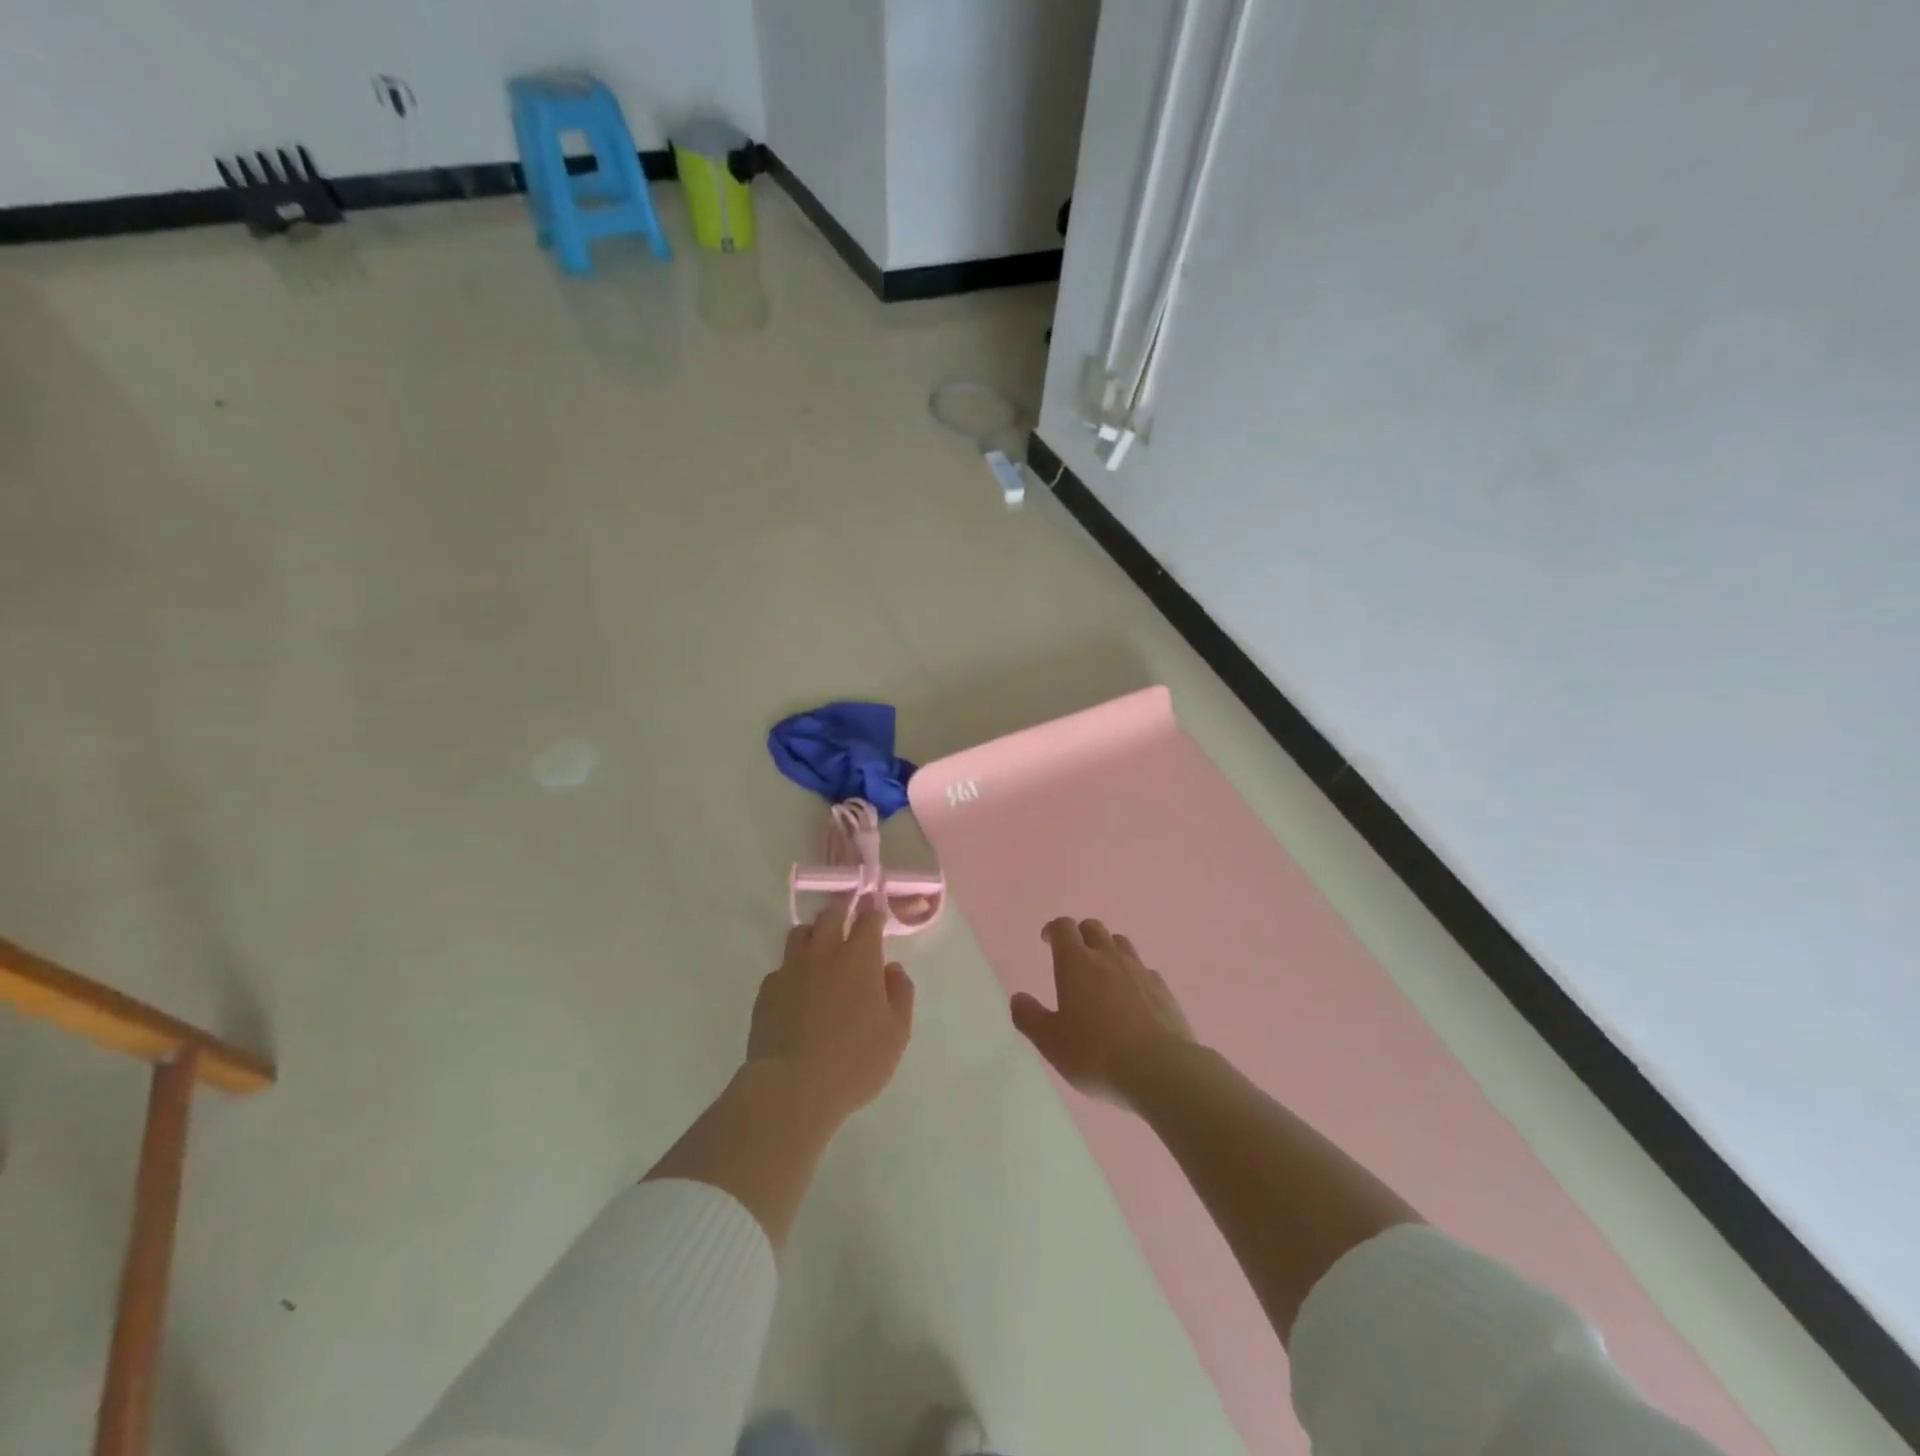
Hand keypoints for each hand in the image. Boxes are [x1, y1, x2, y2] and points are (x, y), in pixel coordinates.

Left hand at [747, 900, 915, 1124]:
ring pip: (800, 933)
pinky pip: (781, 967)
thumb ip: (900, 994)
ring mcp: (791, 969)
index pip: (868, 919)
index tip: (875, 906)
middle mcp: (824, 953)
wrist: (791, 1087)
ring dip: (814, 932)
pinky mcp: (767, 990)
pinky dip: (792, 968)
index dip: (873, 910)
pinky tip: (796, 986)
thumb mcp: (896, 1034)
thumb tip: (892, 969)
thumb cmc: (854, 1061)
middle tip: (847, 907)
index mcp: (859, 958)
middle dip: (842, 907)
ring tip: (820, 942)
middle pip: (831, 915)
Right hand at [1011, 918, 1195, 1108]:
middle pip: (1093, 928)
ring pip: (1120, 943)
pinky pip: (1143, 969)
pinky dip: (1133, 975)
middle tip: (1073, 956)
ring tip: (1103, 974)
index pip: (1063, 927)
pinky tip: (1132, 999)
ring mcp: (1139, 970)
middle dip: (1080, 935)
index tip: (1047, 940)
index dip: (1053, 929)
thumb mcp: (1051, 1043)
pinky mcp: (1163, 989)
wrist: (1161, 1070)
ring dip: (1108, 949)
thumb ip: (1030, 1018)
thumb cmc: (1097, 1054)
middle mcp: (1108, 957)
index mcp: (1076, 963)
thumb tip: (1018, 998)